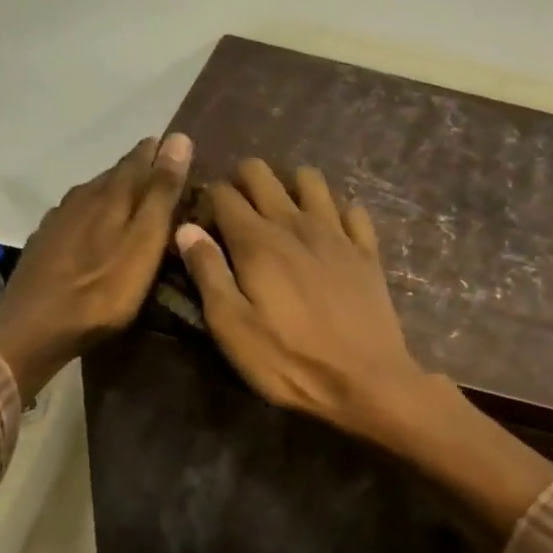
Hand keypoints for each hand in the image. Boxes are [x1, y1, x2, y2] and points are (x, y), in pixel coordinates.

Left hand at [0, 134, 191, 395]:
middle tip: (166, 178)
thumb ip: (161, 194)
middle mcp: (83, 196)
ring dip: (116, 193)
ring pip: (95, 194)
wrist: (33, 327)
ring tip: (137, 202)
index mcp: (111, 194)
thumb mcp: (144, 243)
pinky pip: (77, 216)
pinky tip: (98, 230)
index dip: (161, 152)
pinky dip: (95, 215)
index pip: (140, 158)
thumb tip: (179, 138)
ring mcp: (59, 219)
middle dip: (141, 171)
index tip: (181, 149)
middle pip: (116, 174)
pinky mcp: (46, 242)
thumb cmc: (101, 291)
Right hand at [175, 159, 431, 442]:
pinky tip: (329, 231)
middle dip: (241, 183)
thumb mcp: (232, 328)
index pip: (223, 193)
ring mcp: (337, 232)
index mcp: (257, 241)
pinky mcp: (367, 250)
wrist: (366, 379)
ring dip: (289, 187)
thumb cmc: (289, 360)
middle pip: (261, 173)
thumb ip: (208, 273)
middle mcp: (296, 223)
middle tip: (237, 217)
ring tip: (281, 216)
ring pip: (309, 179)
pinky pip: (351, 208)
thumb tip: (185, 228)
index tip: (204, 227)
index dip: (206, 202)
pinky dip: (335, 211)